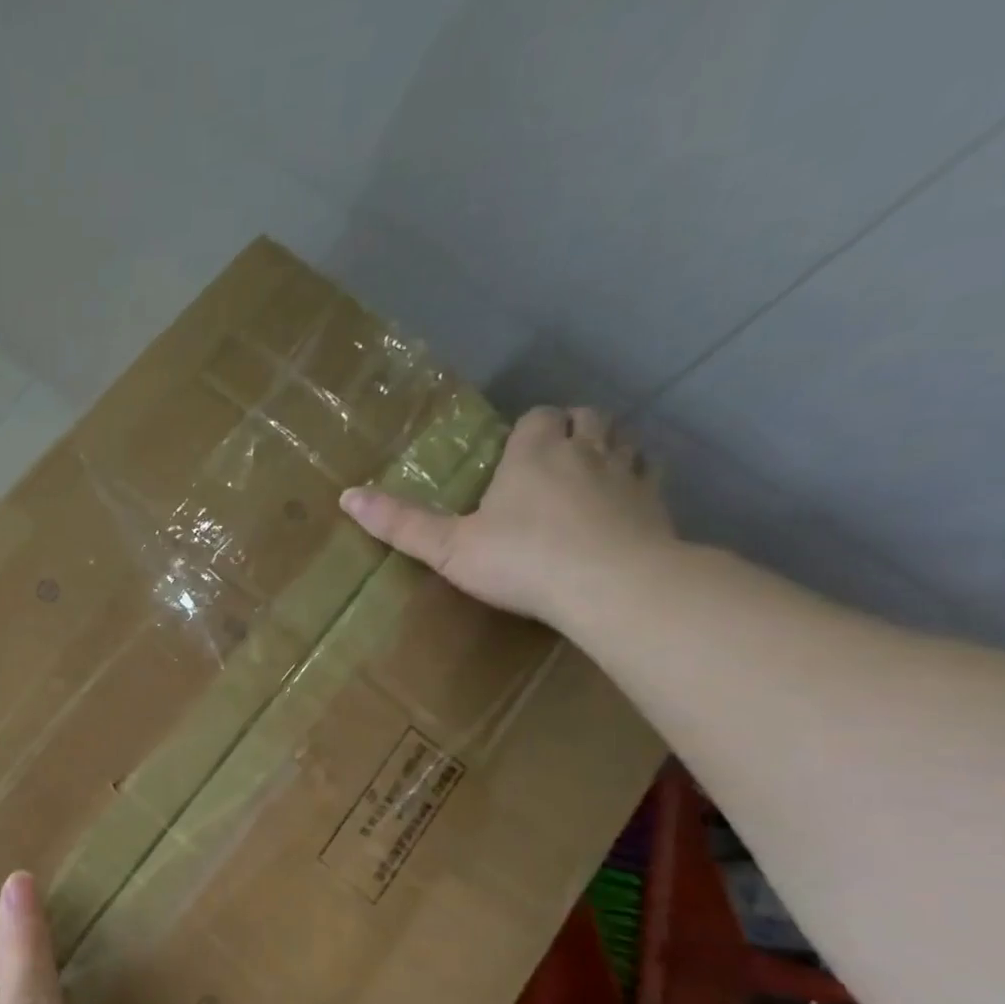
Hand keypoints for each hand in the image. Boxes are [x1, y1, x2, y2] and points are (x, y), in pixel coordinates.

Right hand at [339, 405, 675, 625]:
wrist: (612, 585)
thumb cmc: (521, 560)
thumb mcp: (448, 548)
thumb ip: (401, 524)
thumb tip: (347, 496)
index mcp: (533, 455)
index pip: (537, 418)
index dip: (526, 430)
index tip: (510, 455)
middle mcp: (585, 452)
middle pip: (587, 418)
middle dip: (570, 429)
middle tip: (548, 458)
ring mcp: (628, 476)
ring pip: (624, 439)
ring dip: (606, 447)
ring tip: (585, 474)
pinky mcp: (657, 505)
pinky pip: (650, 476)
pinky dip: (636, 480)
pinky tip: (620, 504)